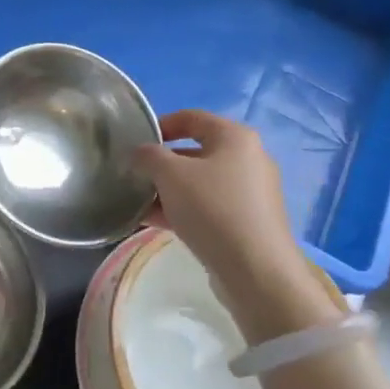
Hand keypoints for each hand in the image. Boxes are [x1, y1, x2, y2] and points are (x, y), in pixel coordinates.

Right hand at [132, 111, 339, 341]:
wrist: (255, 270)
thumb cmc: (212, 208)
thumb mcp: (170, 174)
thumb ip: (148, 156)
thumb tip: (140, 154)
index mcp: (235, 137)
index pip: (191, 117)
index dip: (160, 125)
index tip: (135, 142)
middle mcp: (248, 159)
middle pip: (194, 152)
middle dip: (161, 164)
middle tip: (134, 176)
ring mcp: (250, 192)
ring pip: (199, 182)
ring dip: (167, 190)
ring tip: (138, 203)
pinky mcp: (248, 221)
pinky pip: (208, 206)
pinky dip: (183, 210)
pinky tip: (154, 223)